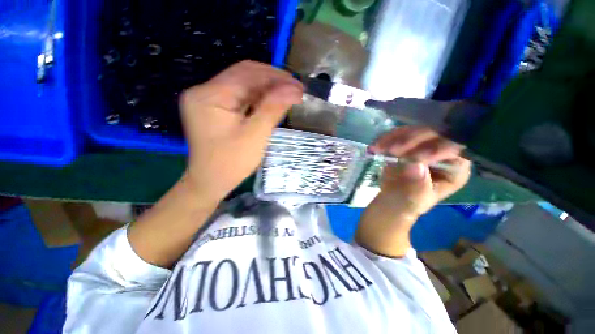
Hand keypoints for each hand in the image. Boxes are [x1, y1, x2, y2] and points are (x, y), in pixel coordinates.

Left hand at [180, 61, 302, 203]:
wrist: (210, 182)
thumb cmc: (231, 163)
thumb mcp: (255, 136)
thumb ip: (273, 109)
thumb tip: (294, 89)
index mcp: (209, 95)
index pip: (246, 74)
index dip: (275, 77)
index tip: (298, 85)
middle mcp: (204, 91)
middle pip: (243, 75)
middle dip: (272, 80)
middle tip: (295, 88)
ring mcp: (208, 100)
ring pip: (243, 85)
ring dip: (267, 88)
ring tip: (288, 93)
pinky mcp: (214, 108)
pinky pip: (239, 97)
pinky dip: (258, 98)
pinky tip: (273, 101)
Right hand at [368, 126, 471, 220]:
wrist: (391, 198)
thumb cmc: (409, 203)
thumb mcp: (415, 199)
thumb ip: (418, 184)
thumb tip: (415, 165)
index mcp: (455, 167)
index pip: (455, 150)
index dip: (437, 151)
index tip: (413, 158)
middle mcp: (444, 151)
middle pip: (435, 134)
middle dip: (413, 140)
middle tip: (393, 150)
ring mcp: (424, 143)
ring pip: (415, 130)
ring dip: (395, 138)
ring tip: (379, 147)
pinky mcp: (407, 142)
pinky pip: (398, 134)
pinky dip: (386, 138)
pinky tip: (375, 146)